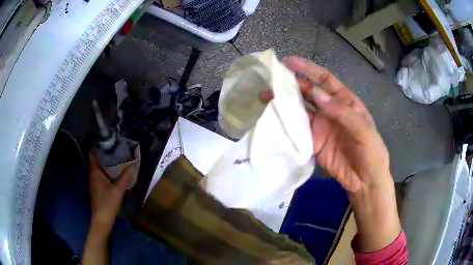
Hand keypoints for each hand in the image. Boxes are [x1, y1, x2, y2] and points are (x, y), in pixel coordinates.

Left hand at [88, 152, 131, 233]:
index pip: (92, 154)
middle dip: (104, 153)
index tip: (106, 140)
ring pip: (99, 168)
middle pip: (96, 160)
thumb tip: (132, 166)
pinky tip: (115, 172)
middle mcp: (92, 175)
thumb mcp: (118, 190)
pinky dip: (106, 171)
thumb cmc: (107, 203)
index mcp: (95, 172)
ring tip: (116, 157)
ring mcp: (94, 182)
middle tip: (115, 147)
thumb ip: (125, 178)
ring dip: (106, 162)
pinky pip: (101, 175)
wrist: (102, 220)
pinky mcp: (97, 188)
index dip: (97, 146)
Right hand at [261, 57, 399, 251]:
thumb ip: (341, 112)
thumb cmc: (371, 152)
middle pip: (308, 92)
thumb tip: (315, 93)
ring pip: (300, 110)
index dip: (308, 70)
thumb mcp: (363, 129)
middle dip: (291, 84)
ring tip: (266, 96)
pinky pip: (298, 130)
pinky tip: (273, 118)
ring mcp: (320, 126)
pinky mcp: (312, 142)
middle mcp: (330, 110)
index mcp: (345, 102)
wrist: (365, 181)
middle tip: (271, 80)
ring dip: (284, 103)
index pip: (325, 80)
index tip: (289, 62)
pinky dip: (286, 124)